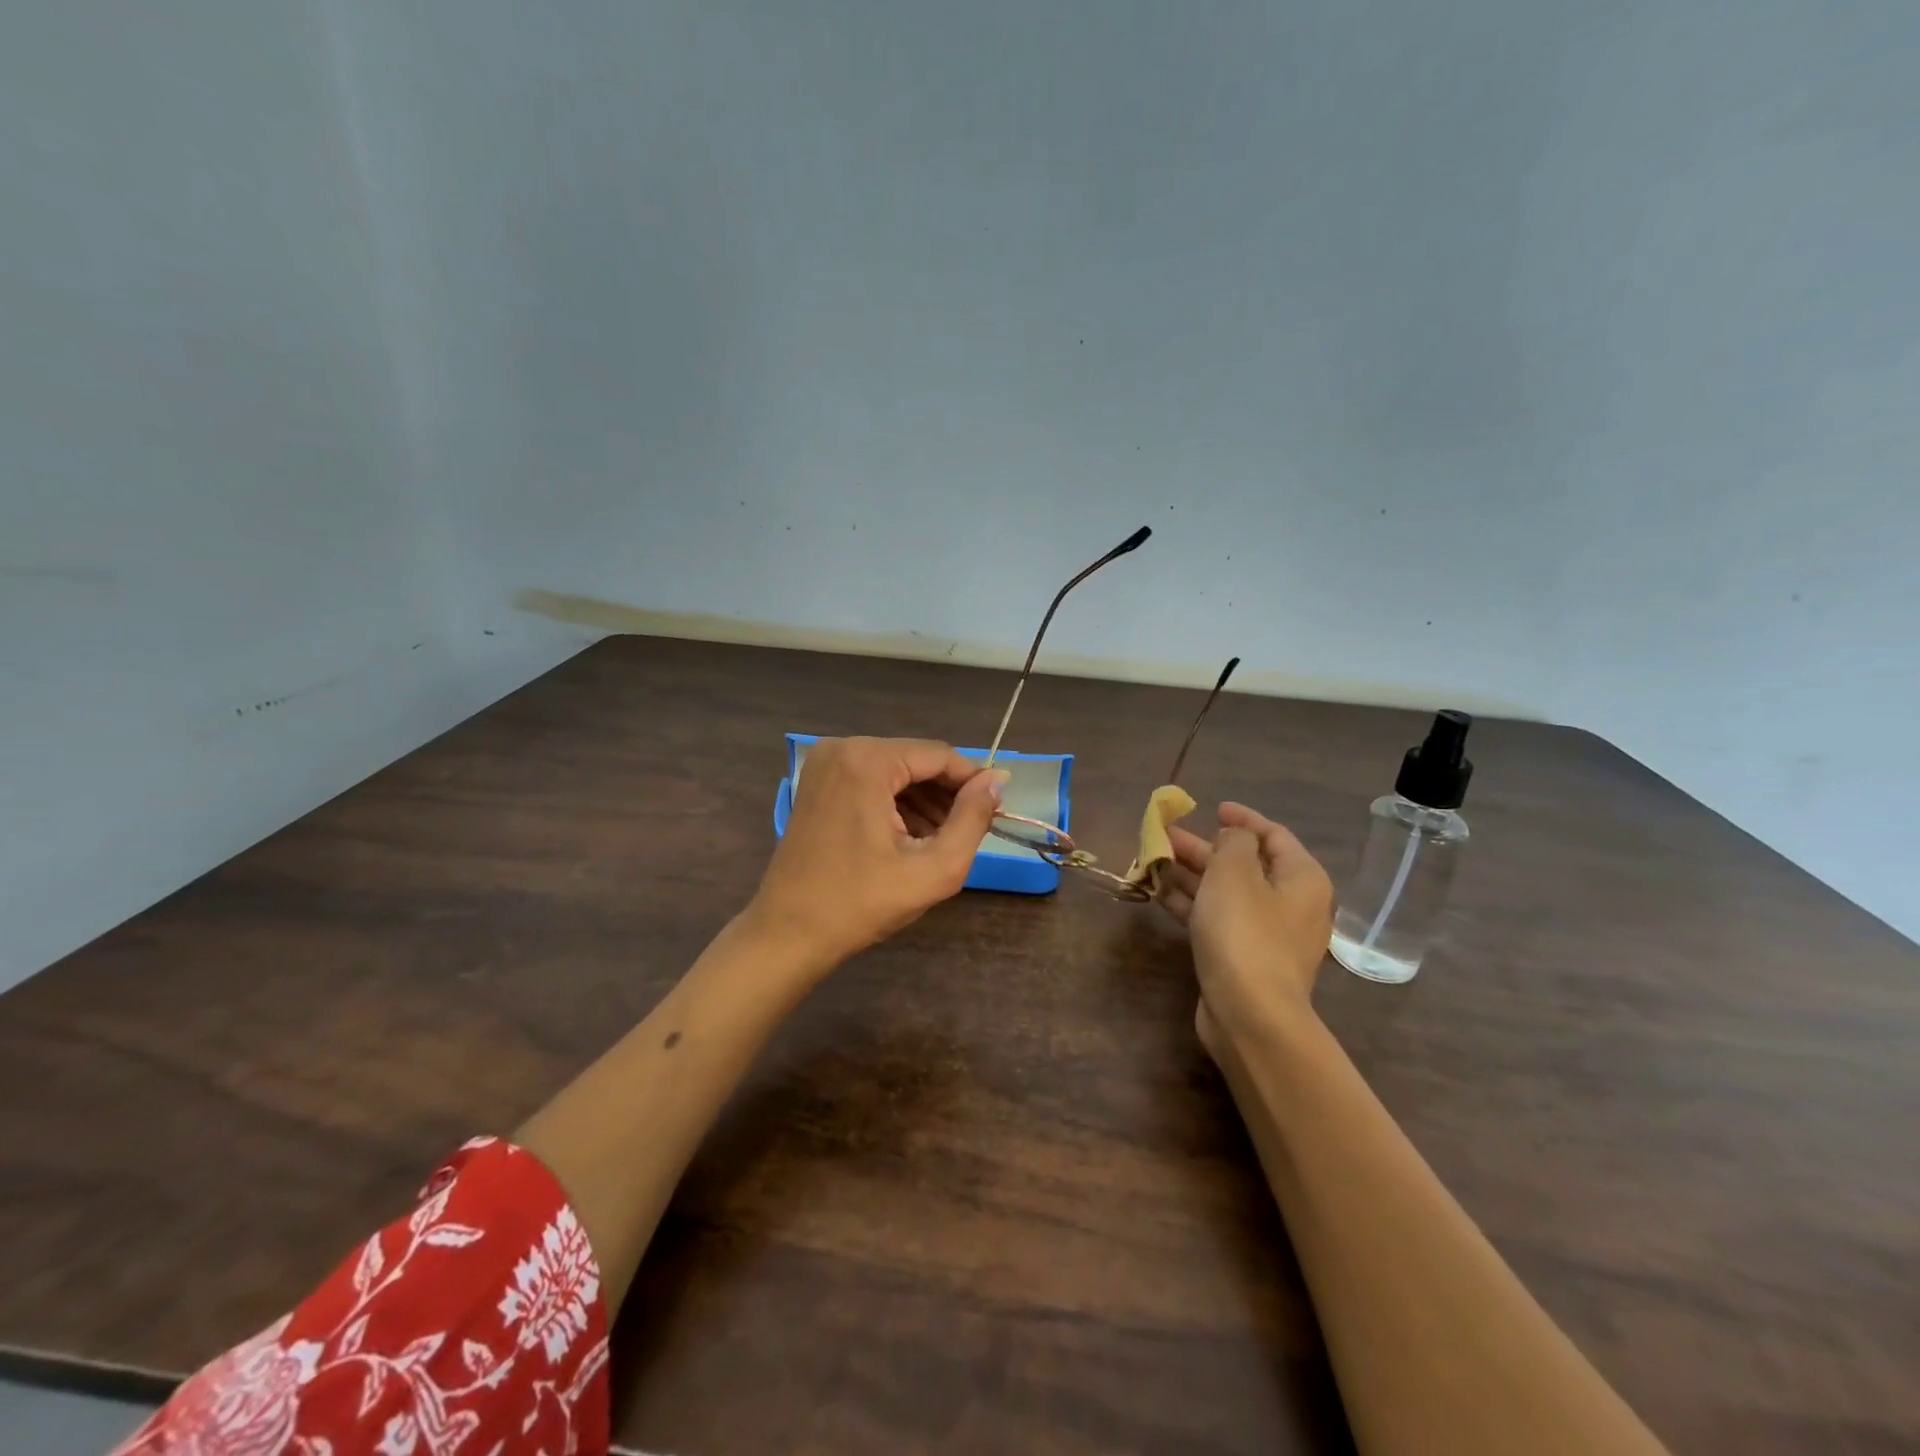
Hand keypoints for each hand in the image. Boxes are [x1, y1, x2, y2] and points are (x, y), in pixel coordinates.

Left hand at [750, 737, 1004, 974]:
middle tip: (968, 830)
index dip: (973, 781)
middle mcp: (842, 748)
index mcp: (867, 761)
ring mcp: (824, 764)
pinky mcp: (817, 782)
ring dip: (923, 799)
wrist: (788, 933)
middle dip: (946, 792)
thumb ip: (972, 820)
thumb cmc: (861, 904)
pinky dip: (895, 802)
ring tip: (942, 839)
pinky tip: (910, 836)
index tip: (995, 809)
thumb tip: (997, 781)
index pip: (939, 756)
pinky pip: (871, 780)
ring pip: (895, 770)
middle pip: (916, 759)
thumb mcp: (933, 869)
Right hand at [1158, 802, 1333, 1053]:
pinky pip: (1216, 919)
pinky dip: (1191, 904)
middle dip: (1204, 848)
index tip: (1212, 808)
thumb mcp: (1234, 872)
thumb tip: (1234, 839)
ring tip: (1153, 861)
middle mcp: (1290, 904)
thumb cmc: (1244, 932)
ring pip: (1226, 893)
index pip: (1274, 835)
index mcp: (1301, 878)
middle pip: (1245, 864)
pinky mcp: (1243, 958)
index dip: (1243, 819)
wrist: (1249, 1014)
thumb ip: (1233, 843)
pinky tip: (1158, 893)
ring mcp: (1267, 934)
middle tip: (1166, 836)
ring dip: (1191, 875)